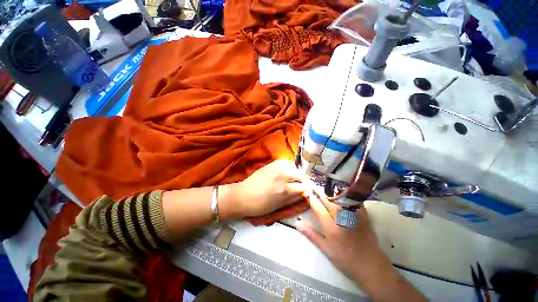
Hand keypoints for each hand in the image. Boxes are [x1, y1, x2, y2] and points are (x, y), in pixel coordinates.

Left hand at [220, 160, 307, 218]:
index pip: (304, 187)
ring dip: (297, 173)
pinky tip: (286, 172)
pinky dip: (289, 167)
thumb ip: (294, 198)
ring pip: (295, 167)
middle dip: (303, 181)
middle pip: (301, 175)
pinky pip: (286, 162)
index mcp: (284, 190)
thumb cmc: (260, 205)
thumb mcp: (279, 206)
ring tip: (293, 179)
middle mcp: (282, 175)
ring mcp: (277, 167)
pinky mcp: (272, 163)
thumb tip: (305, 194)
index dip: (308, 190)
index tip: (308, 192)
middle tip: (301, 186)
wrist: (243, 195)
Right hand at [298, 191, 388, 283]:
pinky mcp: (363, 215)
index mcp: (331, 228)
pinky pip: (353, 201)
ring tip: (324, 185)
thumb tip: (299, 225)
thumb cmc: (346, 260)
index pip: (318, 209)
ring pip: (339, 198)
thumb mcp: (327, 251)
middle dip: (319, 191)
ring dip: (330, 190)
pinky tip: (342, 189)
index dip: (311, 199)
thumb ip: (313, 236)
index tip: (306, 191)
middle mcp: (341, 219)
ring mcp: (353, 215)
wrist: (371, 266)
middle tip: (313, 184)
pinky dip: (346, 194)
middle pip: (328, 200)